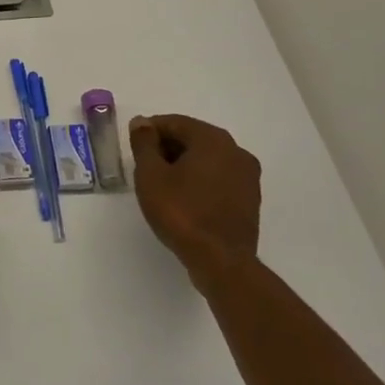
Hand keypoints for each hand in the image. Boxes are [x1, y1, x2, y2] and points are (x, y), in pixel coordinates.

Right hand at [130, 114, 260, 285]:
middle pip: (193, 138)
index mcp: (213, 139)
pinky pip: (219, 178)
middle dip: (167, 148)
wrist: (221, 262)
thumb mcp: (150, 175)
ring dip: (183, 165)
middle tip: (144, 167)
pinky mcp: (250, 199)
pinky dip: (200, 181)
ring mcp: (248, 176)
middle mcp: (236, 151)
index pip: (174, 122)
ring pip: (207, 159)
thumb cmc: (181, 212)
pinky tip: (184, 199)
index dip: (149, 131)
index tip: (134, 147)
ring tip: (162, 185)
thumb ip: (144, 143)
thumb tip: (141, 122)